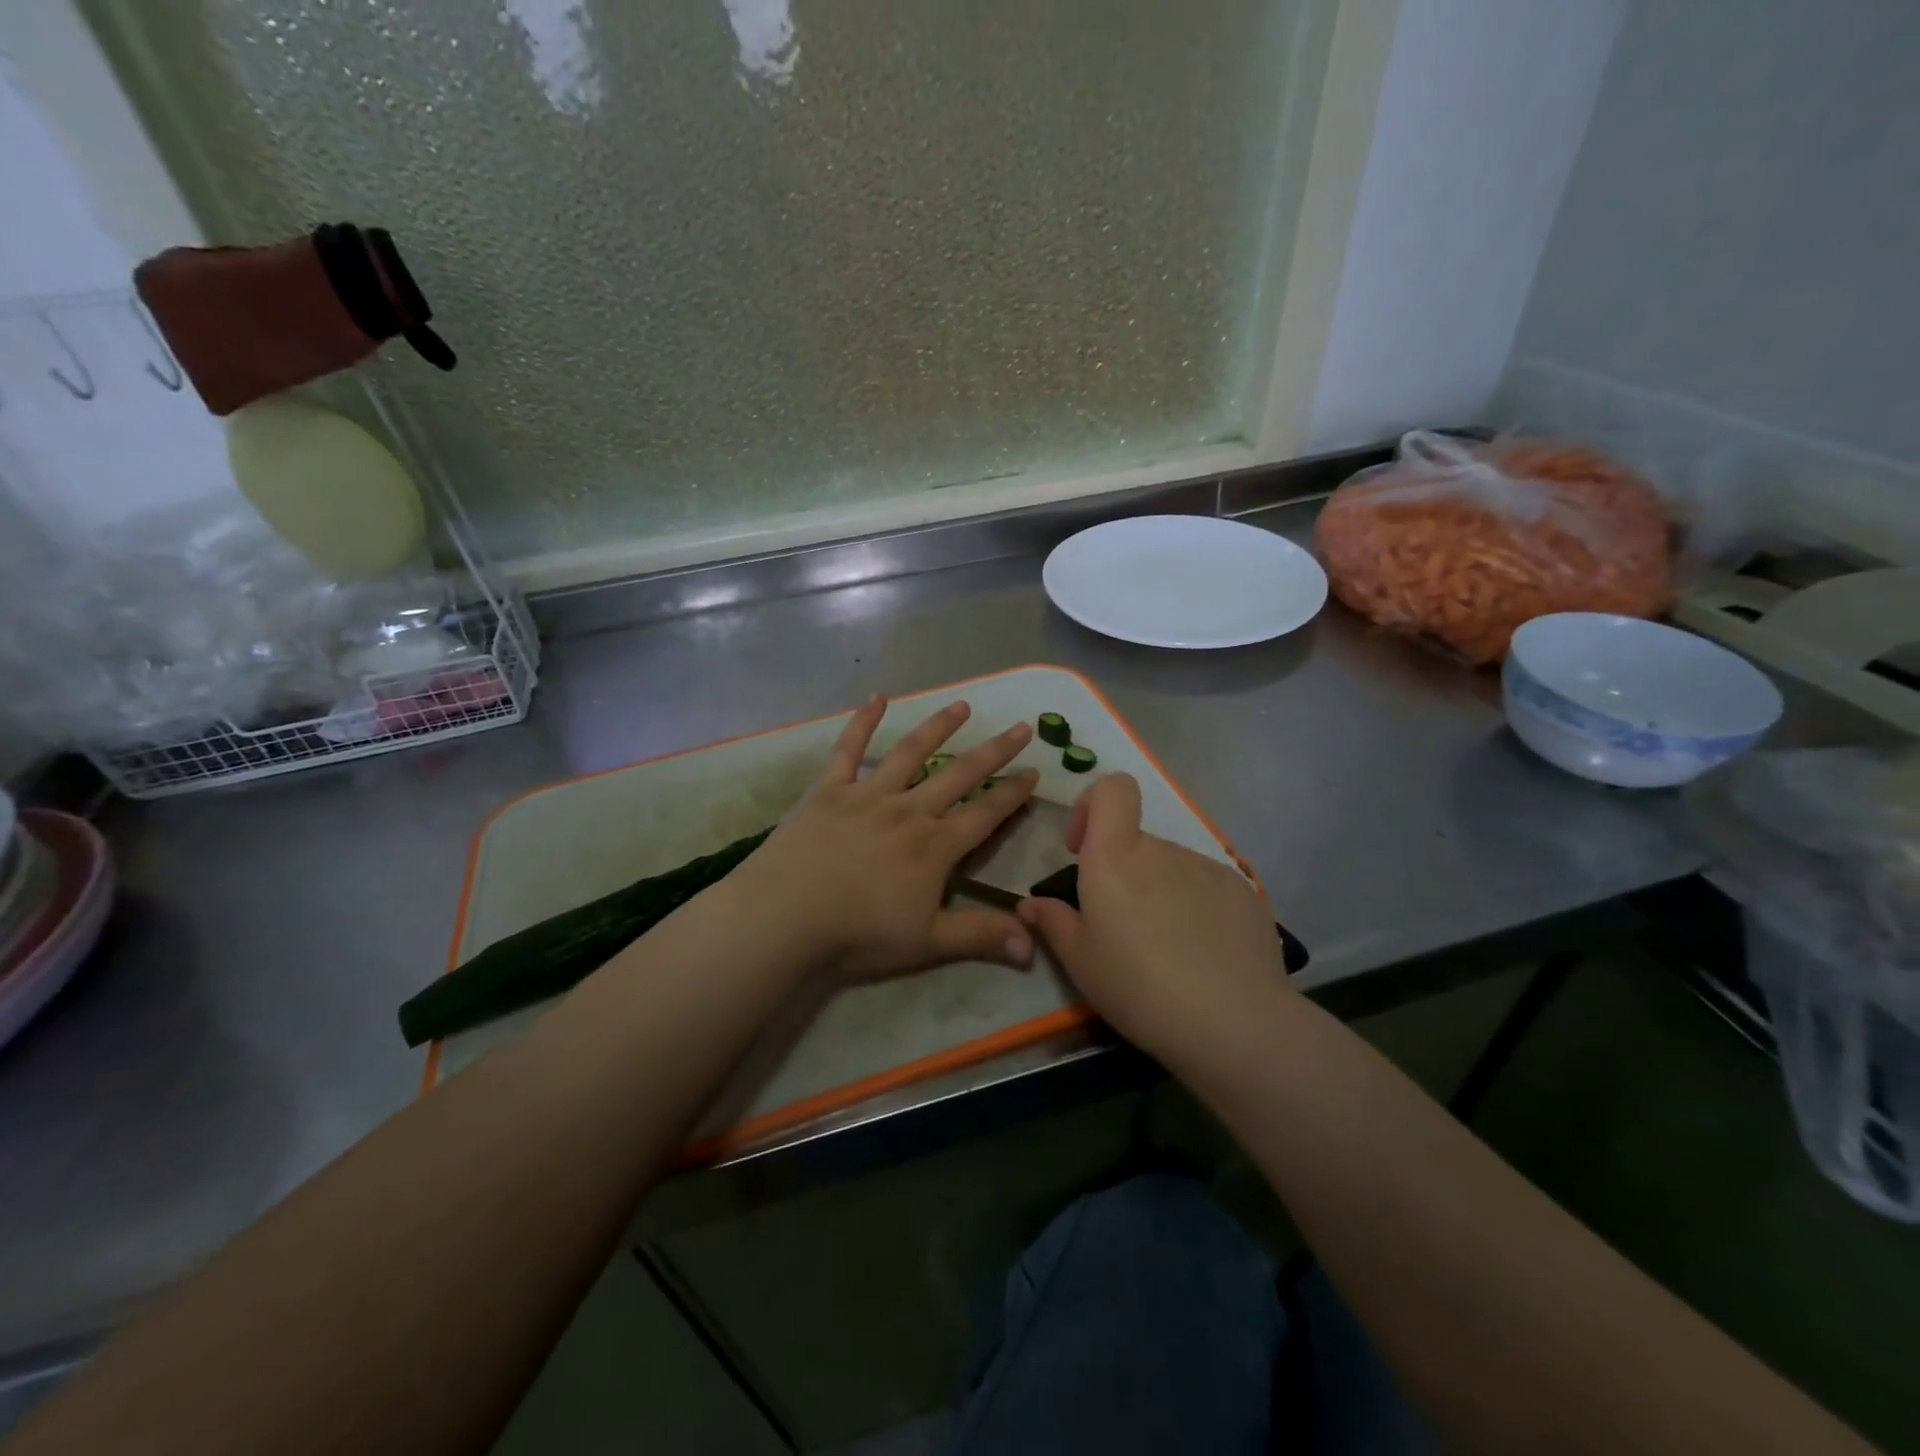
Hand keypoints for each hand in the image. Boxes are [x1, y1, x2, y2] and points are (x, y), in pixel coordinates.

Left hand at [729, 695, 1039, 981]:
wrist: (785, 916)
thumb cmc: (858, 933)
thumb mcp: (928, 942)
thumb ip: (981, 936)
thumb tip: (1034, 946)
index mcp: (935, 846)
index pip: (986, 814)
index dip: (1013, 794)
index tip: (1035, 771)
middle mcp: (909, 810)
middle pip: (960, 775)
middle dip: (994, 751)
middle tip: (1020, 727)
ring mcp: (868, 794)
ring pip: (911, 752)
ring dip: (939, 727)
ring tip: (962, 705)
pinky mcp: (830, 789)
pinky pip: (848, 748)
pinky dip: (862, 721)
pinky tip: (876, 698)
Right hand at [1016, 773, 1286, 1057]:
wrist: (1233, 1022)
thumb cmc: (1138, 987)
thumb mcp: (1080, 962)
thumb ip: (1052, 922)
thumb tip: (1031, 904)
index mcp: (1116, 856)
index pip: (1113, 788)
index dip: (1093, 804)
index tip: (1082, 848)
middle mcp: (1162, 849)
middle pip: (1136, 843)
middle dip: (1123, 873)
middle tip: (1121, 928)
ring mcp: (1208, 867)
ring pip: (1171, 868)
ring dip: (1160, 893)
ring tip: (1166, 950)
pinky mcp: (1243, 891)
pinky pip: (1206, 887)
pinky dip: (1196, 908)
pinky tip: (1203, 955)